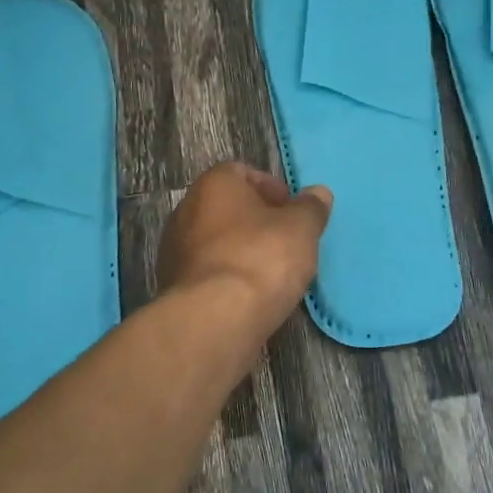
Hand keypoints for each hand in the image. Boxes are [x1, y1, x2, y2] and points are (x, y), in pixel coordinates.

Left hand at [158, 163, 332, 337]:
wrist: (214, 320)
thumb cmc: (260, 259)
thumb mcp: (301, 228)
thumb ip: (311, 208)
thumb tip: (318, 193)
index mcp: (213, 185)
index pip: (241, 172)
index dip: (271, 188)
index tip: (292, 211)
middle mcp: (186, 210)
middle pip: (227, 207)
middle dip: (256, 221)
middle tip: (286, 240)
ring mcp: (174, 250)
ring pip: (216, 241)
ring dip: (242, 250)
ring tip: (272, 272)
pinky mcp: (174, 287)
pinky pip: (208, 272)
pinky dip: (228, 277)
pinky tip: (250, 296)